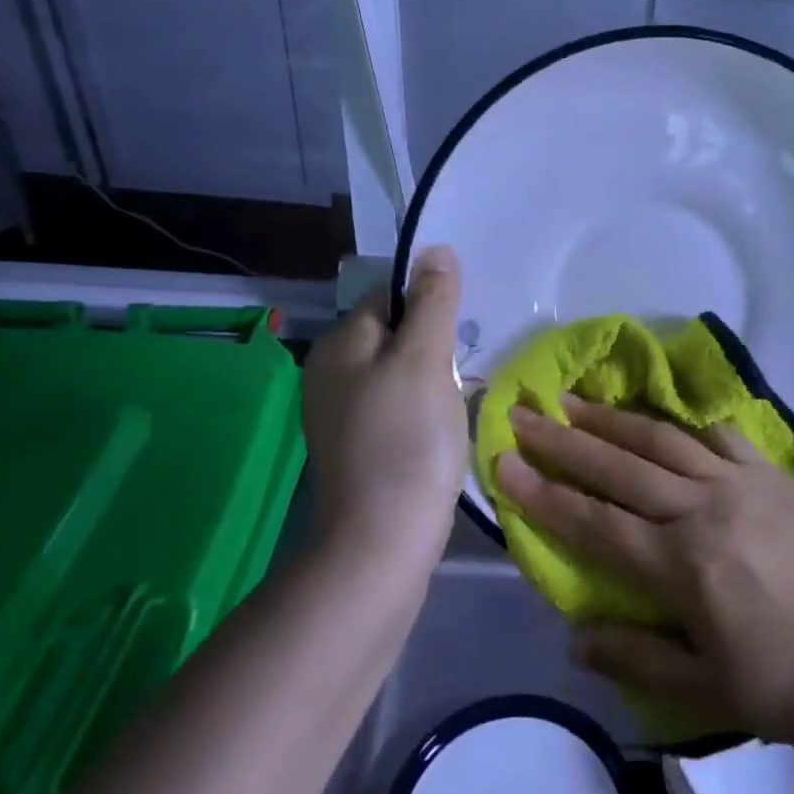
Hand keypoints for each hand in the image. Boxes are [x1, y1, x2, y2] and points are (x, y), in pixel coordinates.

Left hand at [302, 246, 465, 565]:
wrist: (382, 544)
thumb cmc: (406, 441)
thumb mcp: (424, 359)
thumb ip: (432, 301)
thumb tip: (435, 249)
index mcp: (339, 345)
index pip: (388, 297)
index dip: (429, 306)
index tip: (460, 334)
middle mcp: (330, 373)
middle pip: (395, 334)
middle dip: (434, 344)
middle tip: (463, 371)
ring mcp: (342, 414)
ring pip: (400, 372)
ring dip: (433, 378)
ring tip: (459, 400)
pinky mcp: (360, 446)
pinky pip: (397, 406)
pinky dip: (423, 409)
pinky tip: (442, 429)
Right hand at [495, 397, 793, 747]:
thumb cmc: (790, 681)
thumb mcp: (709, 692)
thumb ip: (638, 660)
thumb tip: (576, 637)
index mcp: (682, 566)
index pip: (594, 523)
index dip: (544, 494)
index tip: (504, 463)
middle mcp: (702, 510)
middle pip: (619, 468)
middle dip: (564, 441)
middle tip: (523, 413)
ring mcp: (738, 482)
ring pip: (660, 440)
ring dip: (611, 419)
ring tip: (573, 400)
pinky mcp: (769, 472)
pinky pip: (716, 435)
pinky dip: (680, 422)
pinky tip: (657, 414)